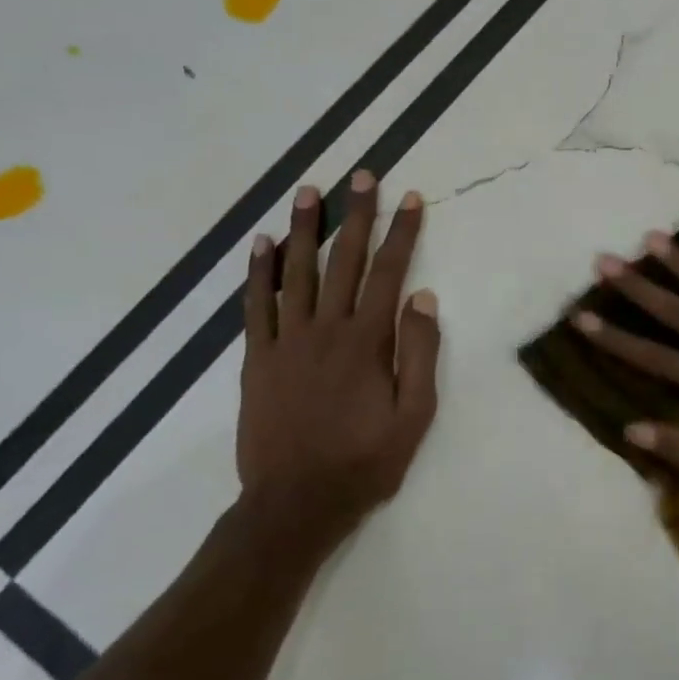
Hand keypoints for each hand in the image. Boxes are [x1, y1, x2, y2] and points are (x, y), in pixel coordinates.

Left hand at [236, 172, 440, 557]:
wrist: (296, 503)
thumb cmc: (366, 461)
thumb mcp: (415, 415)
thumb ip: (419, 353)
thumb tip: (422, 298)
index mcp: (368, 342)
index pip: (390, 273)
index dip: (402, 233)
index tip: (410, 198)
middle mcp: (326, 330)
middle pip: (344, 261)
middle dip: (356, 215)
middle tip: (361, 176)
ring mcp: (286, 341)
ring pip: (296, 272)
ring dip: (304, 229)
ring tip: (309, 191)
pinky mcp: (258, 359)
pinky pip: (255, 305)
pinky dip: (257, 272)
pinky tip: (260, 244)